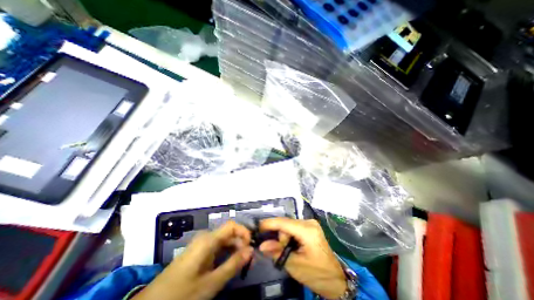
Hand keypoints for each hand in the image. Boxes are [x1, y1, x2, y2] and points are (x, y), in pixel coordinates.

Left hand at [132, 220, 252, 299]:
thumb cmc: (181, 293)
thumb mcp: (211, 283)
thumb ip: (233, 264)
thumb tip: (251, 250)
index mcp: (208, 240)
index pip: (232, 225)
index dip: (244, 232)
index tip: (251, 246)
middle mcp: (206, 237)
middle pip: (229, 233)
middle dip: (241, 243)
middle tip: (250, 260)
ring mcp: (202, 244)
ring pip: (224, 241)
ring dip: (235, 249)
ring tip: (243, 264)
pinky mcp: (199, 252)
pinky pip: (217, 248)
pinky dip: (227, 254)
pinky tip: (230, 265)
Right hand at [259, 218, 350, 299]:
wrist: (335, 279)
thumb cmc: (317, 274)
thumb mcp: (295, 265)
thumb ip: (277, 253)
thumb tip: (262, 245)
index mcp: (308, 230)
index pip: (284, 223)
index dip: (270, 224)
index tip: (257, 227)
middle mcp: (309, 222)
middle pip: (286, 224)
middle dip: (279, 236)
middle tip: (279, 251)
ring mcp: (310, 224)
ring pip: (289, 225)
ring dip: (284, 237)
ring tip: (287, 251)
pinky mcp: (310, 227)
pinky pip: (293, 227)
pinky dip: (288, 236)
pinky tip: (290, 245)